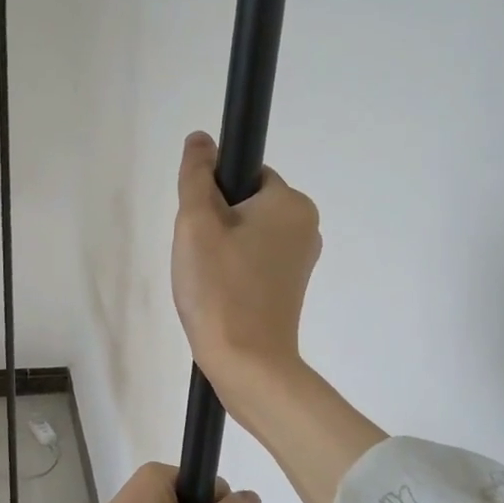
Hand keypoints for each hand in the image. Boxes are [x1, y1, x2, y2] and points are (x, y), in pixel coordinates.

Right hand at [171, 131, 322, 411]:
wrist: (247, 363)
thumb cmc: (220, 288)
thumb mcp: (196, 223)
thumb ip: (196, 175)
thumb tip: (202, 139)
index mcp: (292, 203)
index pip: (244, 175)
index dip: (212, 196)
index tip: (199, 229)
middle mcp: (307, 226)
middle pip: (245, 205)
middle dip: (215, 224)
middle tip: (199, 258)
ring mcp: (302, 260)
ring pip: (247, 235)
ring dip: (221, 250)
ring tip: (208, 281)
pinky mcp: (292, 288)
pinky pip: (255, 262)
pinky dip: (234, 272)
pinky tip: (220, 296)